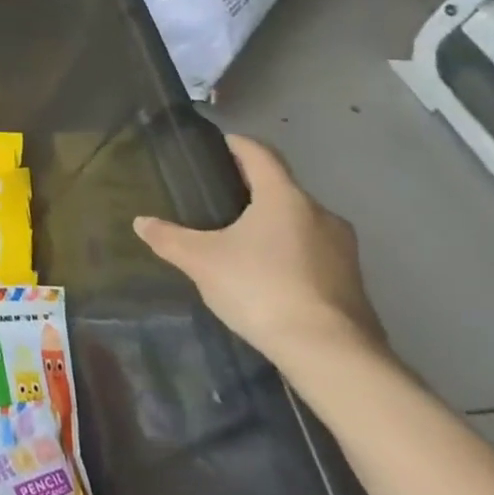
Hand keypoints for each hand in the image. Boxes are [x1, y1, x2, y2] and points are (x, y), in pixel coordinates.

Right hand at [132, 135, 383, 372]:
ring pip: (300, 224)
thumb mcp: (200, 260)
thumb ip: (168, 238)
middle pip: (282, 190)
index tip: (221, 141)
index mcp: (284, 198)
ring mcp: (343, 250)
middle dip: (253, 191)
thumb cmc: (260, 287)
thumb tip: (141, 222)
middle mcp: (321, 215)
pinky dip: (288, 254)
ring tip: (239, 239)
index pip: (261, 156)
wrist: (330, 353)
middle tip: (219, 198)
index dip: (239, 145)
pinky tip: (266, 275)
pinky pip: (313, 254)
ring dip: (273, 225)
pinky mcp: (352, 283)